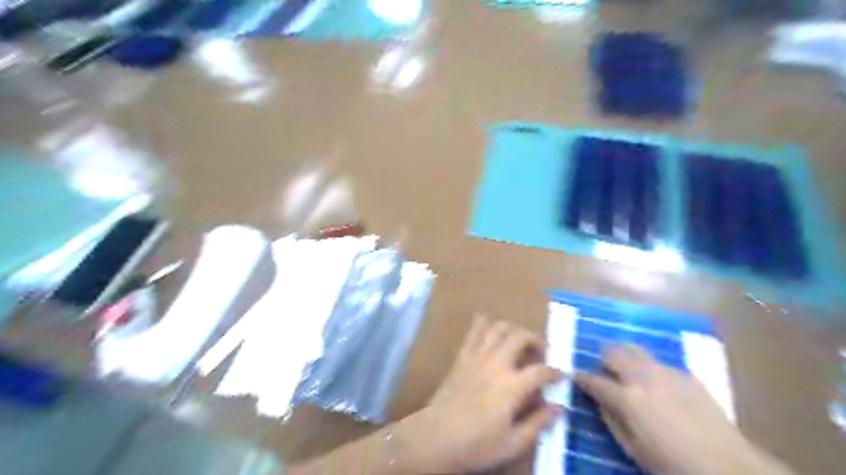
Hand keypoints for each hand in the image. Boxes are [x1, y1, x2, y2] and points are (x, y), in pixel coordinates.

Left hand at [399, 313, 566, 473]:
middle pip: (520, 337)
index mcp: (512, 386)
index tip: (561, 376)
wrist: (436, 436)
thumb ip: (538, 423)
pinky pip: (474, 332)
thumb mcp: (513, 443)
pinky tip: (489, 325)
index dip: (555, 372)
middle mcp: (496, 363)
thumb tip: (559, 407)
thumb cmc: (476, 444)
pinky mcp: (462, 356)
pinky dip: (483, 323)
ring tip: (519, 341)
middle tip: (541, 353)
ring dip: (513, 329)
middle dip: (536, 340)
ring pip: (498, 328)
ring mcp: (477, 356)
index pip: (541, 370)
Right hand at [575, 346, 794, 473]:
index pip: (593, 380)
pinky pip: (659, 362)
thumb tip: (599, 401)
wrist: (729, 468)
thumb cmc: (672, 464)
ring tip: (626, 369)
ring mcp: (667, 373)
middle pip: (614, 352)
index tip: (575, 375)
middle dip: (603, 357)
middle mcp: (644, 378)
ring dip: (625, 356)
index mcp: (627, 399)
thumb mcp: (633, 449)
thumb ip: (611, 420)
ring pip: (635, 349)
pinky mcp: (687, 375)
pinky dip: (649, 367)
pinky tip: (657, 384)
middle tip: (603, 369)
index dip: (581, 377)